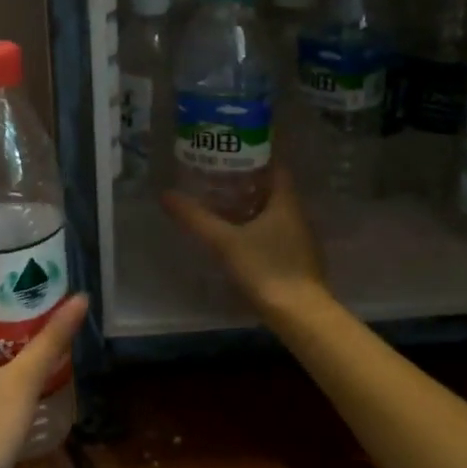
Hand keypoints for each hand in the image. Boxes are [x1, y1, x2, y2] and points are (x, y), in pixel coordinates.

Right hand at [161, 166, 326, 315]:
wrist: (300, 315)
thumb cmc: (266, 269)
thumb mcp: (225, 242)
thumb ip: (196, 219)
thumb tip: (166, 196)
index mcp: (286, 203)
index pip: (275, 167)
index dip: (255, 156)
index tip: (230, 152)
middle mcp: (297, 216)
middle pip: (272, 190)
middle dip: (247, 182)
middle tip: (217, 177)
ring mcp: (299, 239)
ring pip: (273, 213)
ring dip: (251, 206)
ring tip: (221, 203)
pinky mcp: (296, 260)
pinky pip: (274, 233)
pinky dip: (256, 227)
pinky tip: (236, 236)